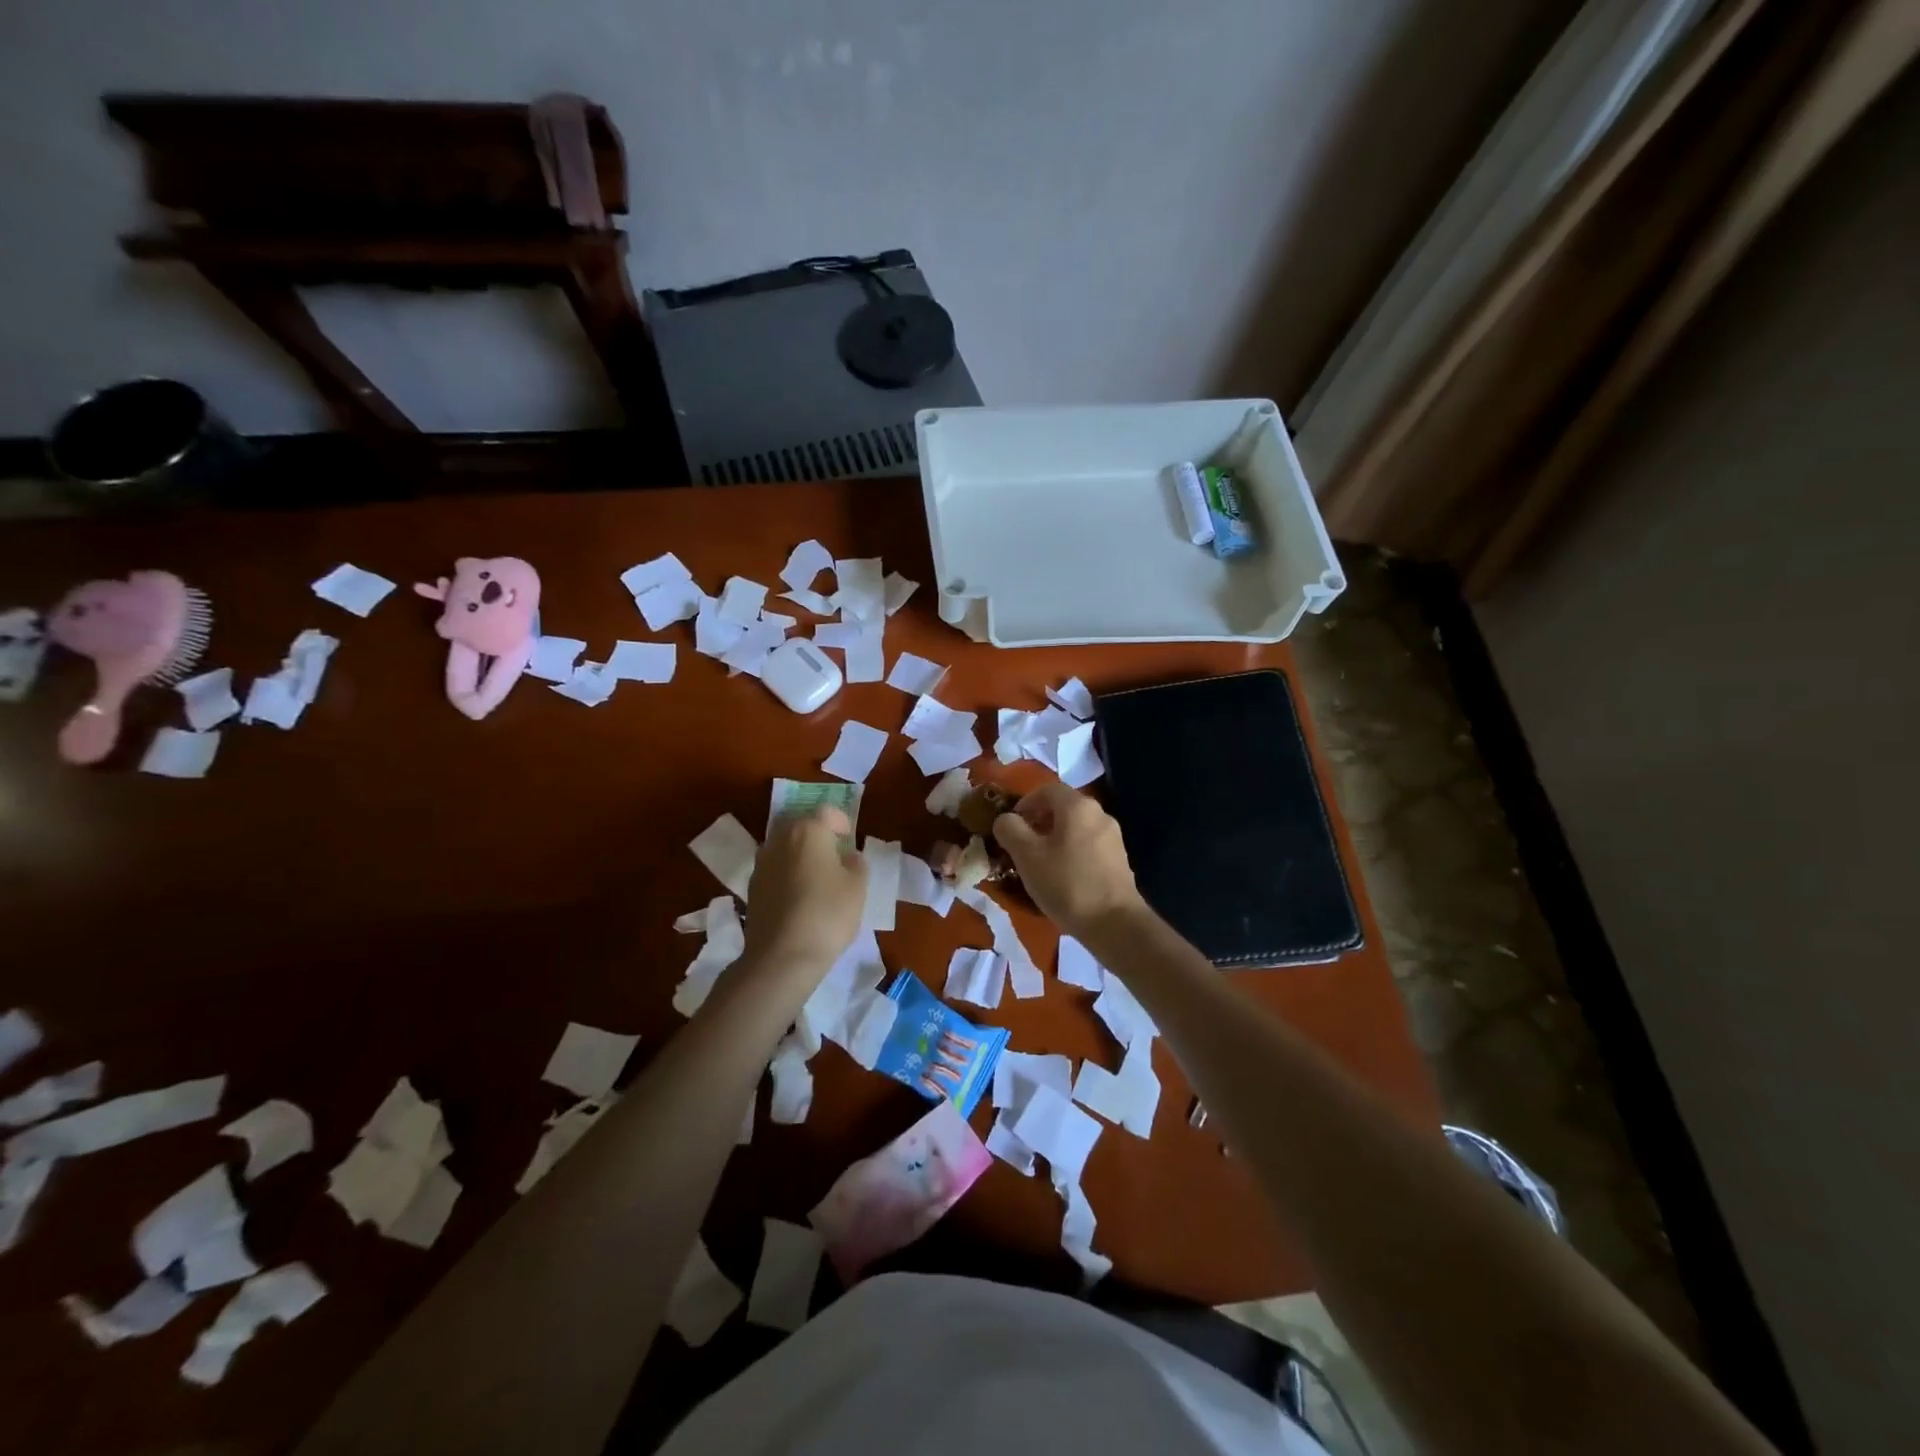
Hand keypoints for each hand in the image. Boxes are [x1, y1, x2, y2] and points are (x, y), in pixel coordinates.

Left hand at [742, 806, 867, 980]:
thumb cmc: (827, 914)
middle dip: (818, 836)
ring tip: (817, 879)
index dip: (842, 823)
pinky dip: (787, 875)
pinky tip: (800, 898)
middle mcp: (779, 839)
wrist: (782, 957)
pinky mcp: (751, 888)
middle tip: (835, 857)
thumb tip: (847, 857)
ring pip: (785, 848)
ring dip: (800, 856)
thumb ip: (856, 864)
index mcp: (807, 830)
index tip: (850, 841)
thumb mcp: (858, 887)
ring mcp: (761, 863)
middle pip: (801, 826)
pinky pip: (775, 870)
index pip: (827, 812)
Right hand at [992, 783, 1146, 937]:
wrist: (1115, 924)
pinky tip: (1062, 879)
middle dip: (1038, 823)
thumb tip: (1005, 819)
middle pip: (1062, 808)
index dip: (1024, 804)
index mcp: (1077, 806)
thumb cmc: (1066, 883)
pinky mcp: (1119, 861)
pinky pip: (1088, 847)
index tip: (1010, 827)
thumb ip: (1010, 830)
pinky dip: (1071, 854)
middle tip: (1021, 847)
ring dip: (1054, 840)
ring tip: (1039, 865)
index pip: (1046, 790)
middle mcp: (1099, 814)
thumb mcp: (1027, 855)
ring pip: (1075, 829)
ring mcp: (1113, 838)